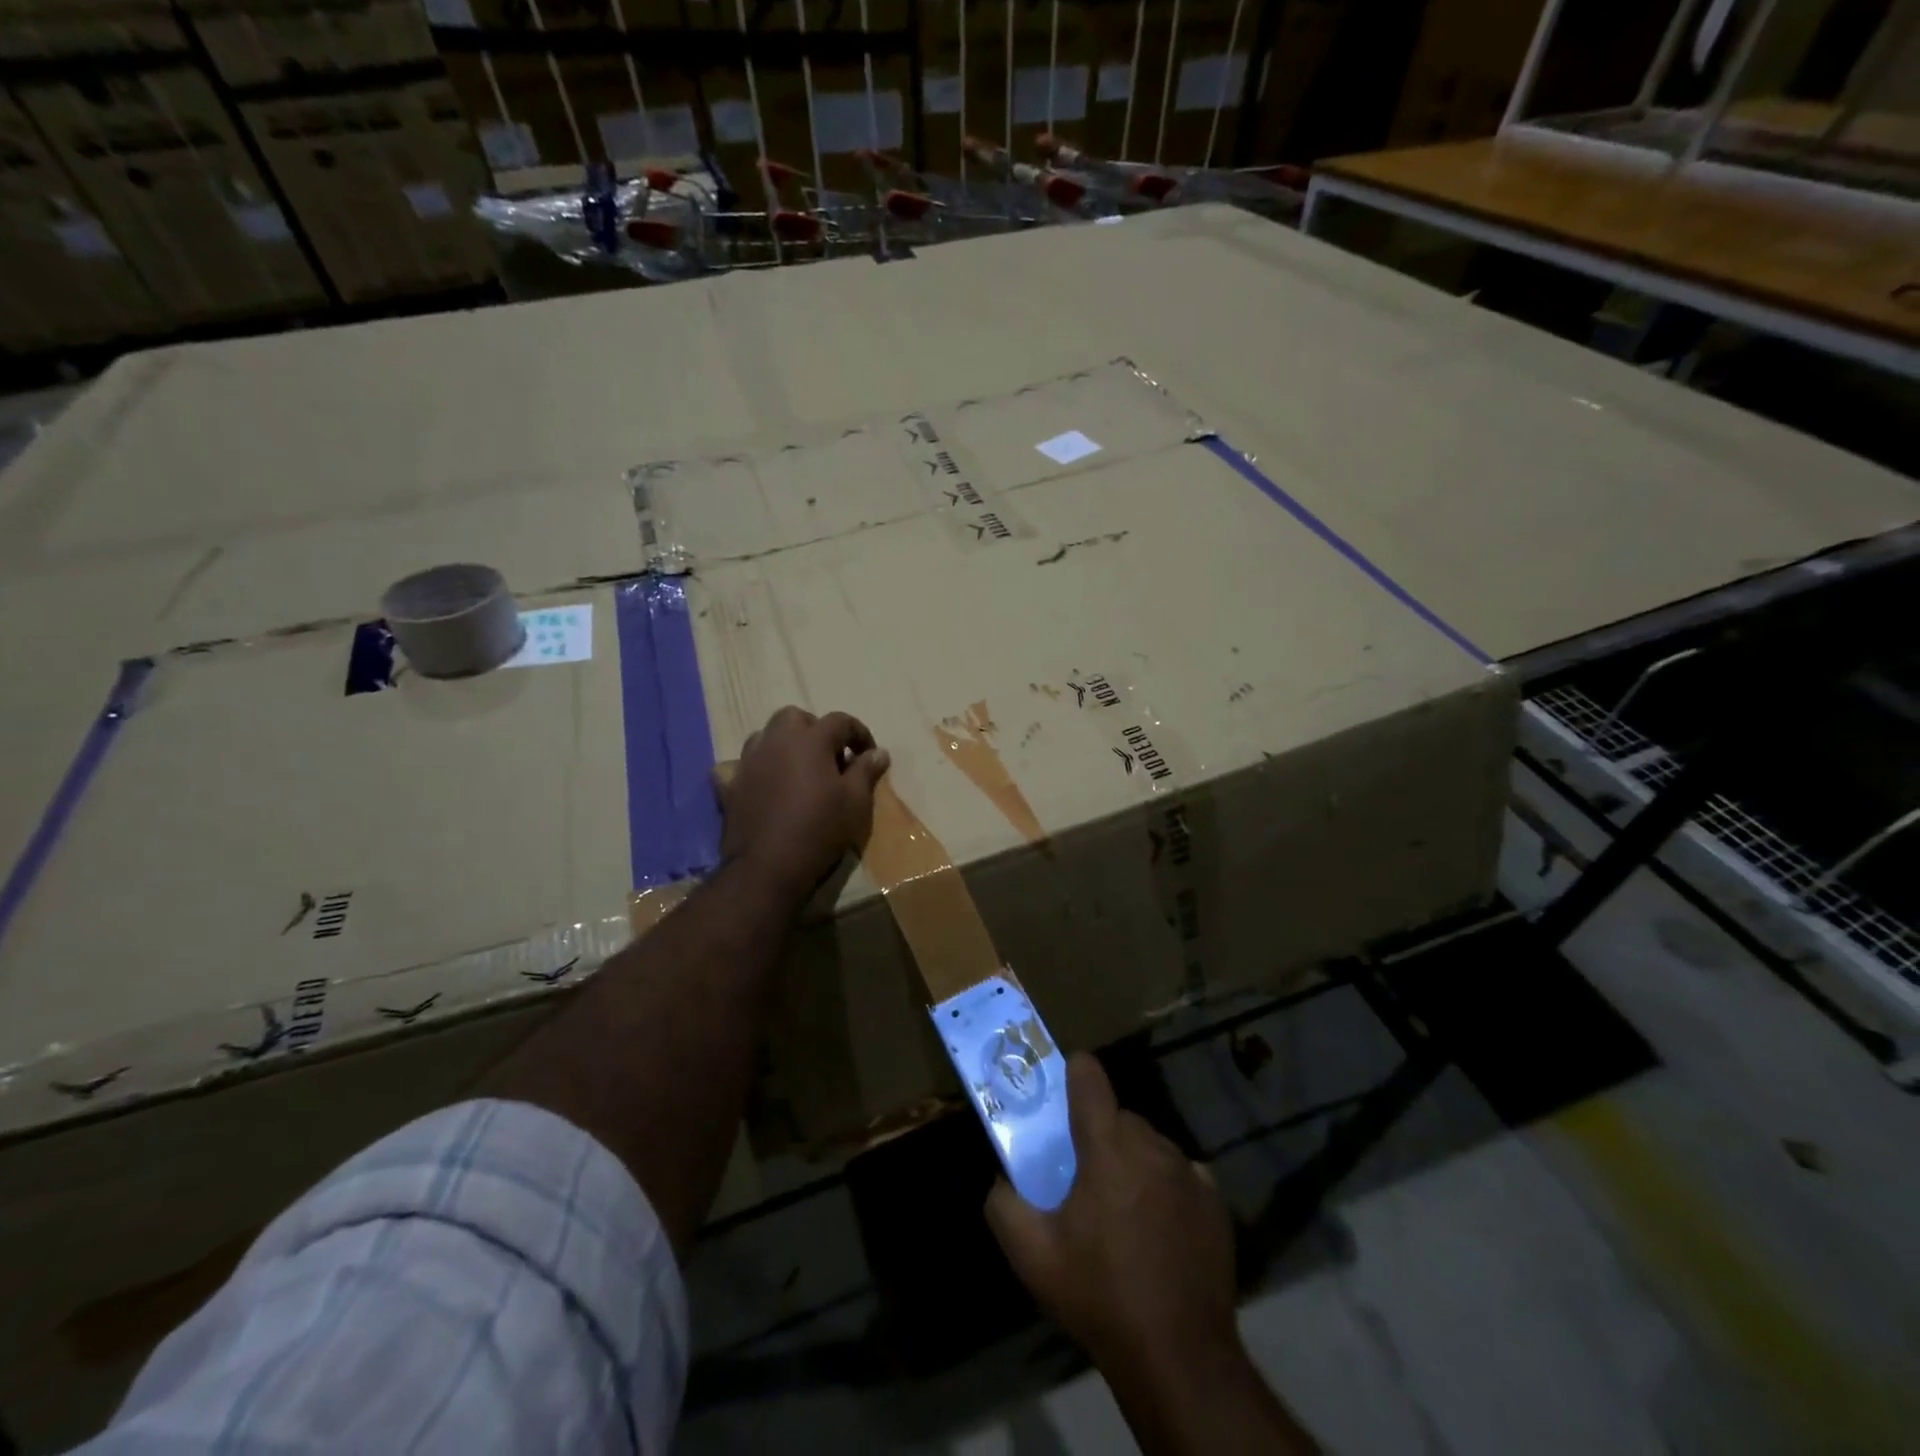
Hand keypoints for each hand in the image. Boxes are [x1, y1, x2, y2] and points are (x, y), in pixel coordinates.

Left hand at [719, 706, 889, 900]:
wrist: (767, 867)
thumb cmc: (820, 829)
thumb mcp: (855, 802)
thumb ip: (866, 771)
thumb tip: (878, 752)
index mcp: (810, 740)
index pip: (840, 721)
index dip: (859, 733)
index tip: (868, 755)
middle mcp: (776, 741)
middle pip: (796, 718)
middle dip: (816, 730)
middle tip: (831, 758)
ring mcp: (749, 762)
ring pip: (766, 736)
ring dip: (784, 745)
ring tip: (799, 769)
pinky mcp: (730, 785)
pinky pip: (738, 765)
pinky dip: (753, 768)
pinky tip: (762, 784)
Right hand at [985, 1054, 1237, 1375]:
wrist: (1179, 1357)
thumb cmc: (1100, 1296)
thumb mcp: (1033, 1256)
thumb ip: (1004, 1205)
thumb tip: (1001, 1179)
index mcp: (1107, 1148)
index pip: (1089, 1077)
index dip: (1073, 1073)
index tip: (1062, 1088)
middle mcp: (1151, 1147)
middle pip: (1119, 1116)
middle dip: (1099, 1134)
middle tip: (1084, 1176)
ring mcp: (1188, 1172)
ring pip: (1150, 1144)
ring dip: (1133, 1160)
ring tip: (1122, 1209)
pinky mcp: (1215, 1201)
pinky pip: (1181, 1172)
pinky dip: (1165, 1185)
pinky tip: (1158, 1226)